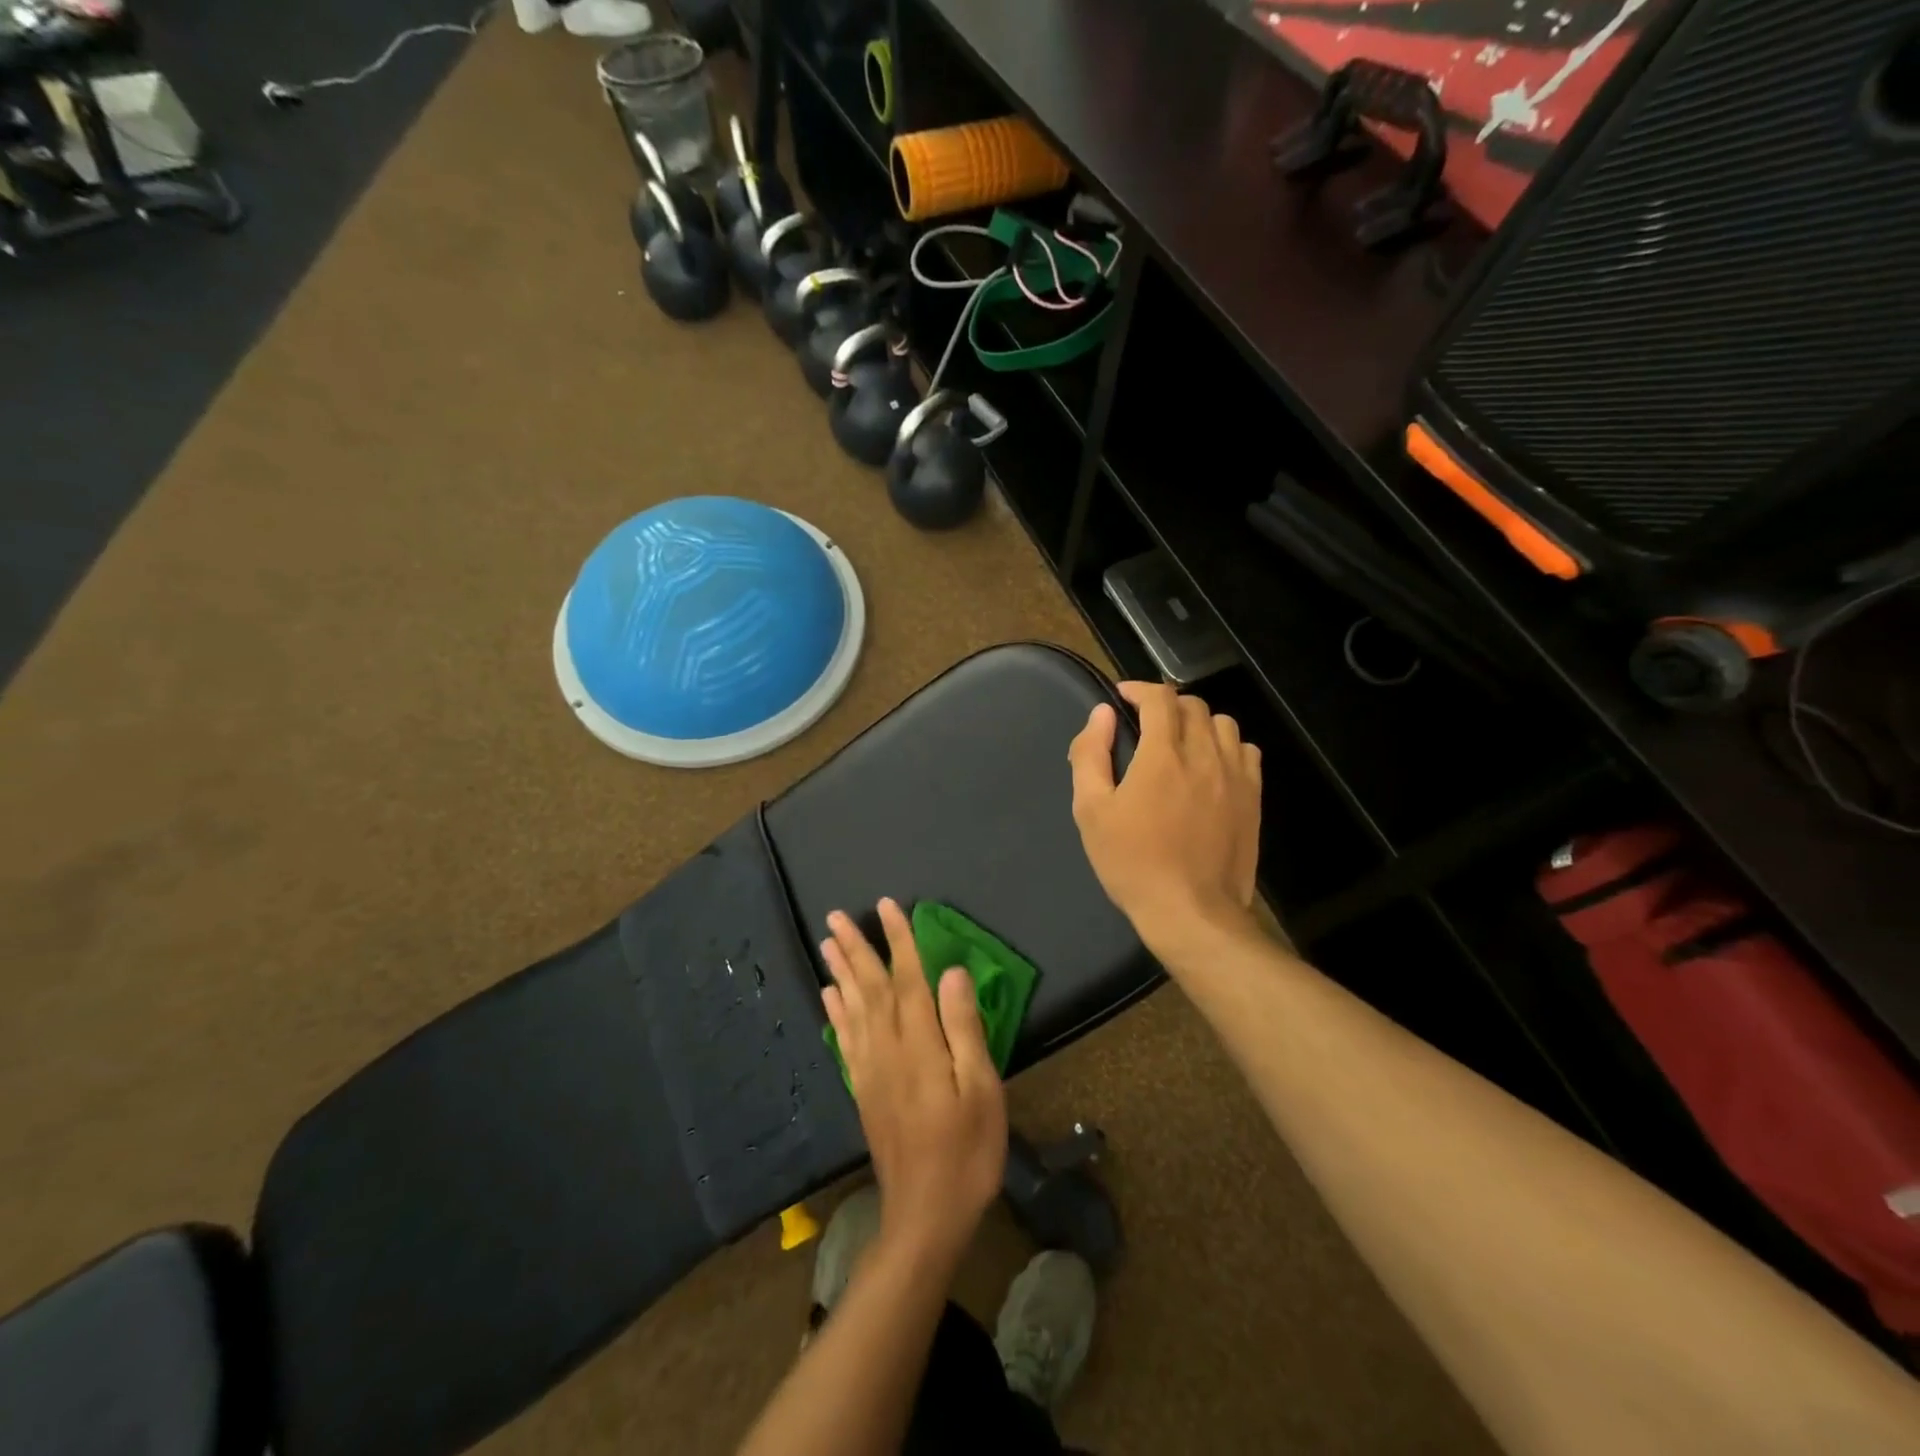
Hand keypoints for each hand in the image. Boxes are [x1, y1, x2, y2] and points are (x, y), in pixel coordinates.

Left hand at [821, 899, 1007, 1265]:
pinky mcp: (863, 1091)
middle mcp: (887, 1049)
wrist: (924, 1216)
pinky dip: (836, 1013)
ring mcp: (870, 1070)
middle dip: (856, 948)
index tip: (888, 905)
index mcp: (920, 1044)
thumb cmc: (967, 1152)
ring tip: (827, 943)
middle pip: (871, 987)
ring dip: (840, 972)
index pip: (907, 978)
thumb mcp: (982, 1089)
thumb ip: (964, 1028)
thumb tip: (952, 972)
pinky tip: (830, 997)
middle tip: (836, 915)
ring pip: (852, 1009)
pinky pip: (845, 1041)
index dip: (898, 940)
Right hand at [1068, 681, 1262, 954]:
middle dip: (1166, 705)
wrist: (1191, 911)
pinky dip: (1227, 746)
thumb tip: (1101, 715)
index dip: (1139, 690)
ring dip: (1198, 722)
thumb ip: (1091, 755)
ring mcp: (1235, 776)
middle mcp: (1204, 755)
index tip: (1122, 698)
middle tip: (1146, 723)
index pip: (1159, 698)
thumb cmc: (1132, 862)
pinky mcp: (1254, 797)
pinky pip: (1247, 751)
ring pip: (1223, 724)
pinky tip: (1211, 766)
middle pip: (1193, 706)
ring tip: (1180, 742)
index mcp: (1162, 755)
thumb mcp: (1091, 811)